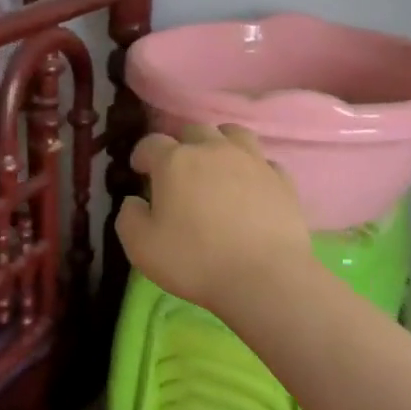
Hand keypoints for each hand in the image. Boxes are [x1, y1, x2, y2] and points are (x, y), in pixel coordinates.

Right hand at [115, 124, 313, 311]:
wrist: (265, 277)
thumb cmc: (195, 261)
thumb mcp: (142, 247)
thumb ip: (129, 218)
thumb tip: (134, 201)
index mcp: (175, 162)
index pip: (151, 143)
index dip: (142, 155)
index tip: (139, 170)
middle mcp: (213, 150)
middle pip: (193, 131)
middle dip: (181, 146)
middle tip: (178, 171)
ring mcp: (252, 160)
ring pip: (232, 134)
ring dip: (219, 143)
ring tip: (216, 165)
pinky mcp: (281, 178)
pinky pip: (263, 161)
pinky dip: (252, 168)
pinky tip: (250, 186)